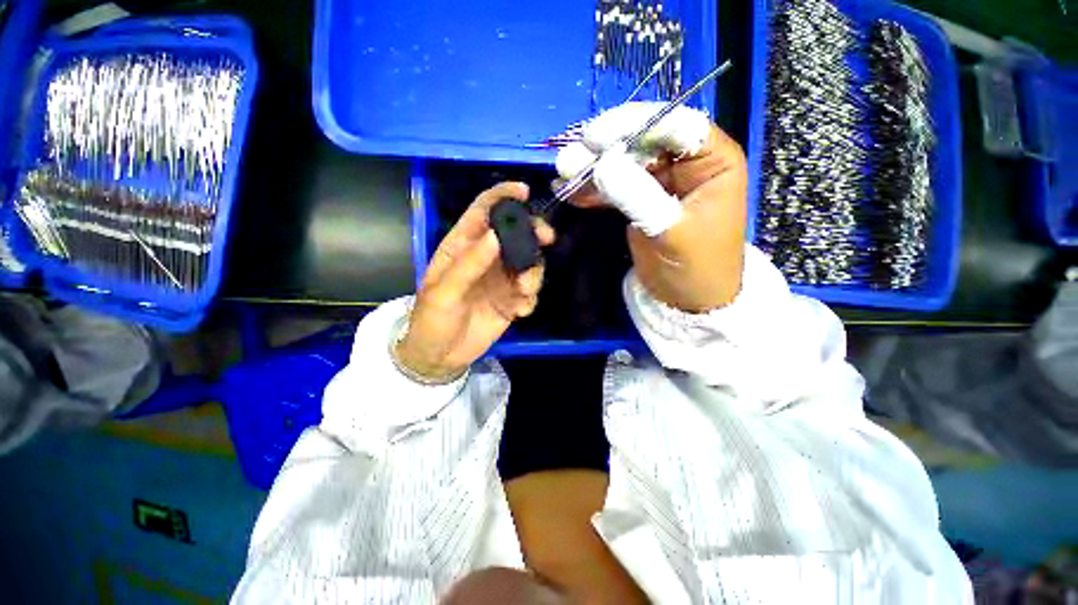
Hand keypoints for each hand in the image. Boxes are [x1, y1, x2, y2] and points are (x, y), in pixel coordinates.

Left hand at [396, 182, 554, 380]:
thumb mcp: (443, 292)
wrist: (441, 357)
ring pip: (529, 262)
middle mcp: (486, 257)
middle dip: (534, 233)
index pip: (483, 211)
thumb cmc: (432, 320)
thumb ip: (470, 263)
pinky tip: (518, 312)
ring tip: (522, 292)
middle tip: (547, 239)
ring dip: (533, 273)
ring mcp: (501, 279)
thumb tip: (497, 235)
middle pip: (515, 234)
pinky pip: (530, 291)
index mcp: (463, 246)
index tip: (524, 191)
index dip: (502, 196)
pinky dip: (530, 298)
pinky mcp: (512, 299)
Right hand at [556, 103, 746, 312]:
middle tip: (568, 159)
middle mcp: (687, 163)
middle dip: (604, 150)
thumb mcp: (670, 231)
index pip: (675, 125)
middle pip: (642, 142)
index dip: (633, 125)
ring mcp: (660, 181)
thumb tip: (602, 164)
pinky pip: (614, 187)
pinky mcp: (640, 199)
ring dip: (592, 169)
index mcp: (713, 161)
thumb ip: (637, 196)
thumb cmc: (695, 268)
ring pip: (623, 163)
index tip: (595, 138)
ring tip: (563, 173)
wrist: (687, 302)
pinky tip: (570, 191)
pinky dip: (592, 190)